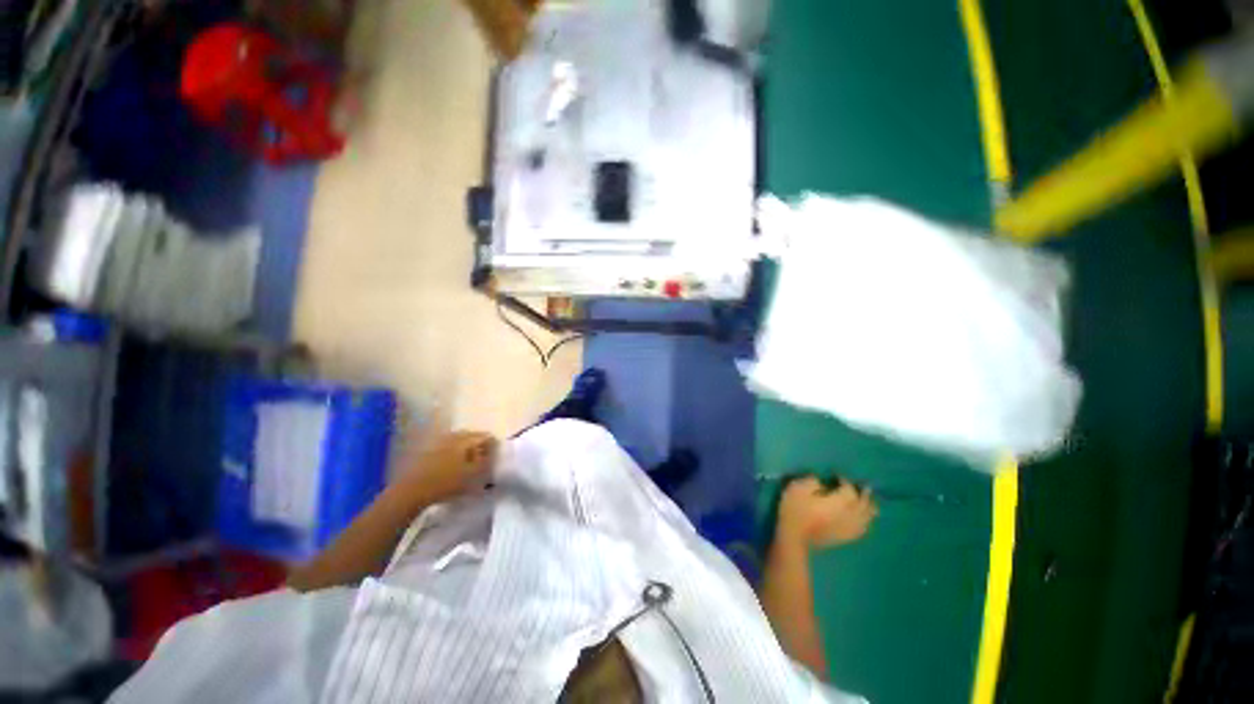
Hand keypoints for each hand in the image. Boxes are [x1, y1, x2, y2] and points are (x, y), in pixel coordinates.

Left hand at [398, 431, 497, 504]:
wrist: (410, 492)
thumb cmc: (447, 483)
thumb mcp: (474, 475)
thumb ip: (487, 462)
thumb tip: (493, 454)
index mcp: (466, 439)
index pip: (487, 436)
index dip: (494, 446)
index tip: (496, 458)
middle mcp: (453, 435)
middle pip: (472, 437)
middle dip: (479, 447)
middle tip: (484, 461)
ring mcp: (438, 442)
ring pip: (459, 442)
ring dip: (466, 451)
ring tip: (468, 465)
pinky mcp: (427, 451)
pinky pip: (447, 448)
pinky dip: (453, 455)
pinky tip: (452, 467)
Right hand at [778, 476, 877, 548]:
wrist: (794, 537)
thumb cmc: (795, 510)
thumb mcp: (797, 488)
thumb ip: (812, 481)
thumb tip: (821, 483)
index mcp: (839, 501)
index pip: (849, 489)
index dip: (845, 481)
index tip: (838, 476)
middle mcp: (848, 515)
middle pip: (862, 504)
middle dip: (864, 495)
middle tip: (865, 488)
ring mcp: (848, 528)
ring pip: (865, 518)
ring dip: (869, 510)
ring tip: (872, 504)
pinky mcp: (845, 538)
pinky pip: (861, 530)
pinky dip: (865, 524)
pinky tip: (864, 522)